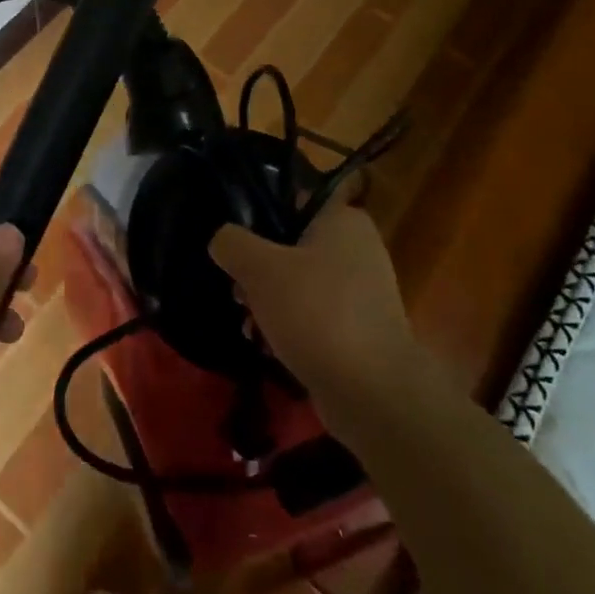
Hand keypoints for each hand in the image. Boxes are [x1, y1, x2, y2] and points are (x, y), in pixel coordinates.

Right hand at [209, 180, 417, 426]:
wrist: (371, 392)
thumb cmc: (316, 312)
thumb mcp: (259, 268)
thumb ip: (232, 243)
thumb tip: (222, 240)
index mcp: (343, 220)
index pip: (292, 201)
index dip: (258, 218)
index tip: (233, 243)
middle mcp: (358, 249)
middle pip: (291, 247)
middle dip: (258, 271)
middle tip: (237, 290)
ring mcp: (362, 292)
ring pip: (299, 284)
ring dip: (269, 302)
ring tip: (249, 325)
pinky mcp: (359, 330)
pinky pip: (314, 317)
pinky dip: (290, 327)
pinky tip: (268, 346)